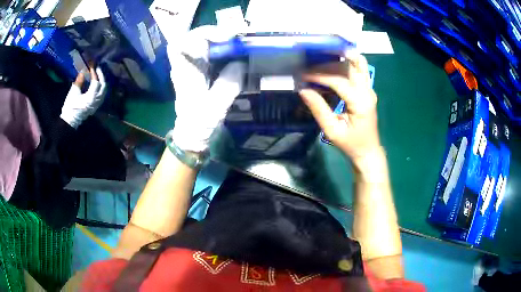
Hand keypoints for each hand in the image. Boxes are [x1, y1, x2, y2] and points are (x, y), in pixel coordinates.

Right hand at [60, 66, 106, 128]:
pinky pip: (101, 95)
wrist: (69, 121)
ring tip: (98, 75)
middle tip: (97, 69)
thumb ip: (79, 82)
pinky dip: (101, 88)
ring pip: (104, 91)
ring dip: (102, 82)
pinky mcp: (95, 107)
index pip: (96, 82)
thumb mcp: (73, 92)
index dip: (94, 73)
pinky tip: (97, 84)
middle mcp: (96, 101)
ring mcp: (97, 104)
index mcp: (91, 97)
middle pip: (103, 86)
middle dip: (101, 76)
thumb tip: (83, 72)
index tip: (91, 66)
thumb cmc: (70, 107)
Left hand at [168, 26, 244, 152]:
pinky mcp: (202, 72)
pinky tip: (236, 55)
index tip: (223, 38)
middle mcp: (186, 66)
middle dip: (216, 35)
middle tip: (237, 38)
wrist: (193, 134)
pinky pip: (211, 55)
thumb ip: (228, 83)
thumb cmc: (200, 122)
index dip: (200, 35)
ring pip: (204, 45)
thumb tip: (241, 63)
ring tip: (239, 44)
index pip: (181, 43)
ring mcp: (194, 68)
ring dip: (221, 41)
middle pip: (195, 39)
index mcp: (184, 72)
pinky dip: (224, 51)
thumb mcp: (215, 105)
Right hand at [299, 54, 379, 163]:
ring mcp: (370, 88)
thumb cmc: (351, 143)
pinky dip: (346, 62)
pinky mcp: (368, 88)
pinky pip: (358, 69)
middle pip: (349, 66)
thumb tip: (303, 89)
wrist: (368, 150)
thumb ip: (318, 109)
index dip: (319, 75)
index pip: (339, 80)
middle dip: (327, 64)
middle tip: (308, 67)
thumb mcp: (332, 130)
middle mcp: (368, 91)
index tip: (302, 75)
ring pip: (357, 63)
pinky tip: (332, 62)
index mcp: (361, 102)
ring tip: (320, 58)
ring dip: (338, 59)